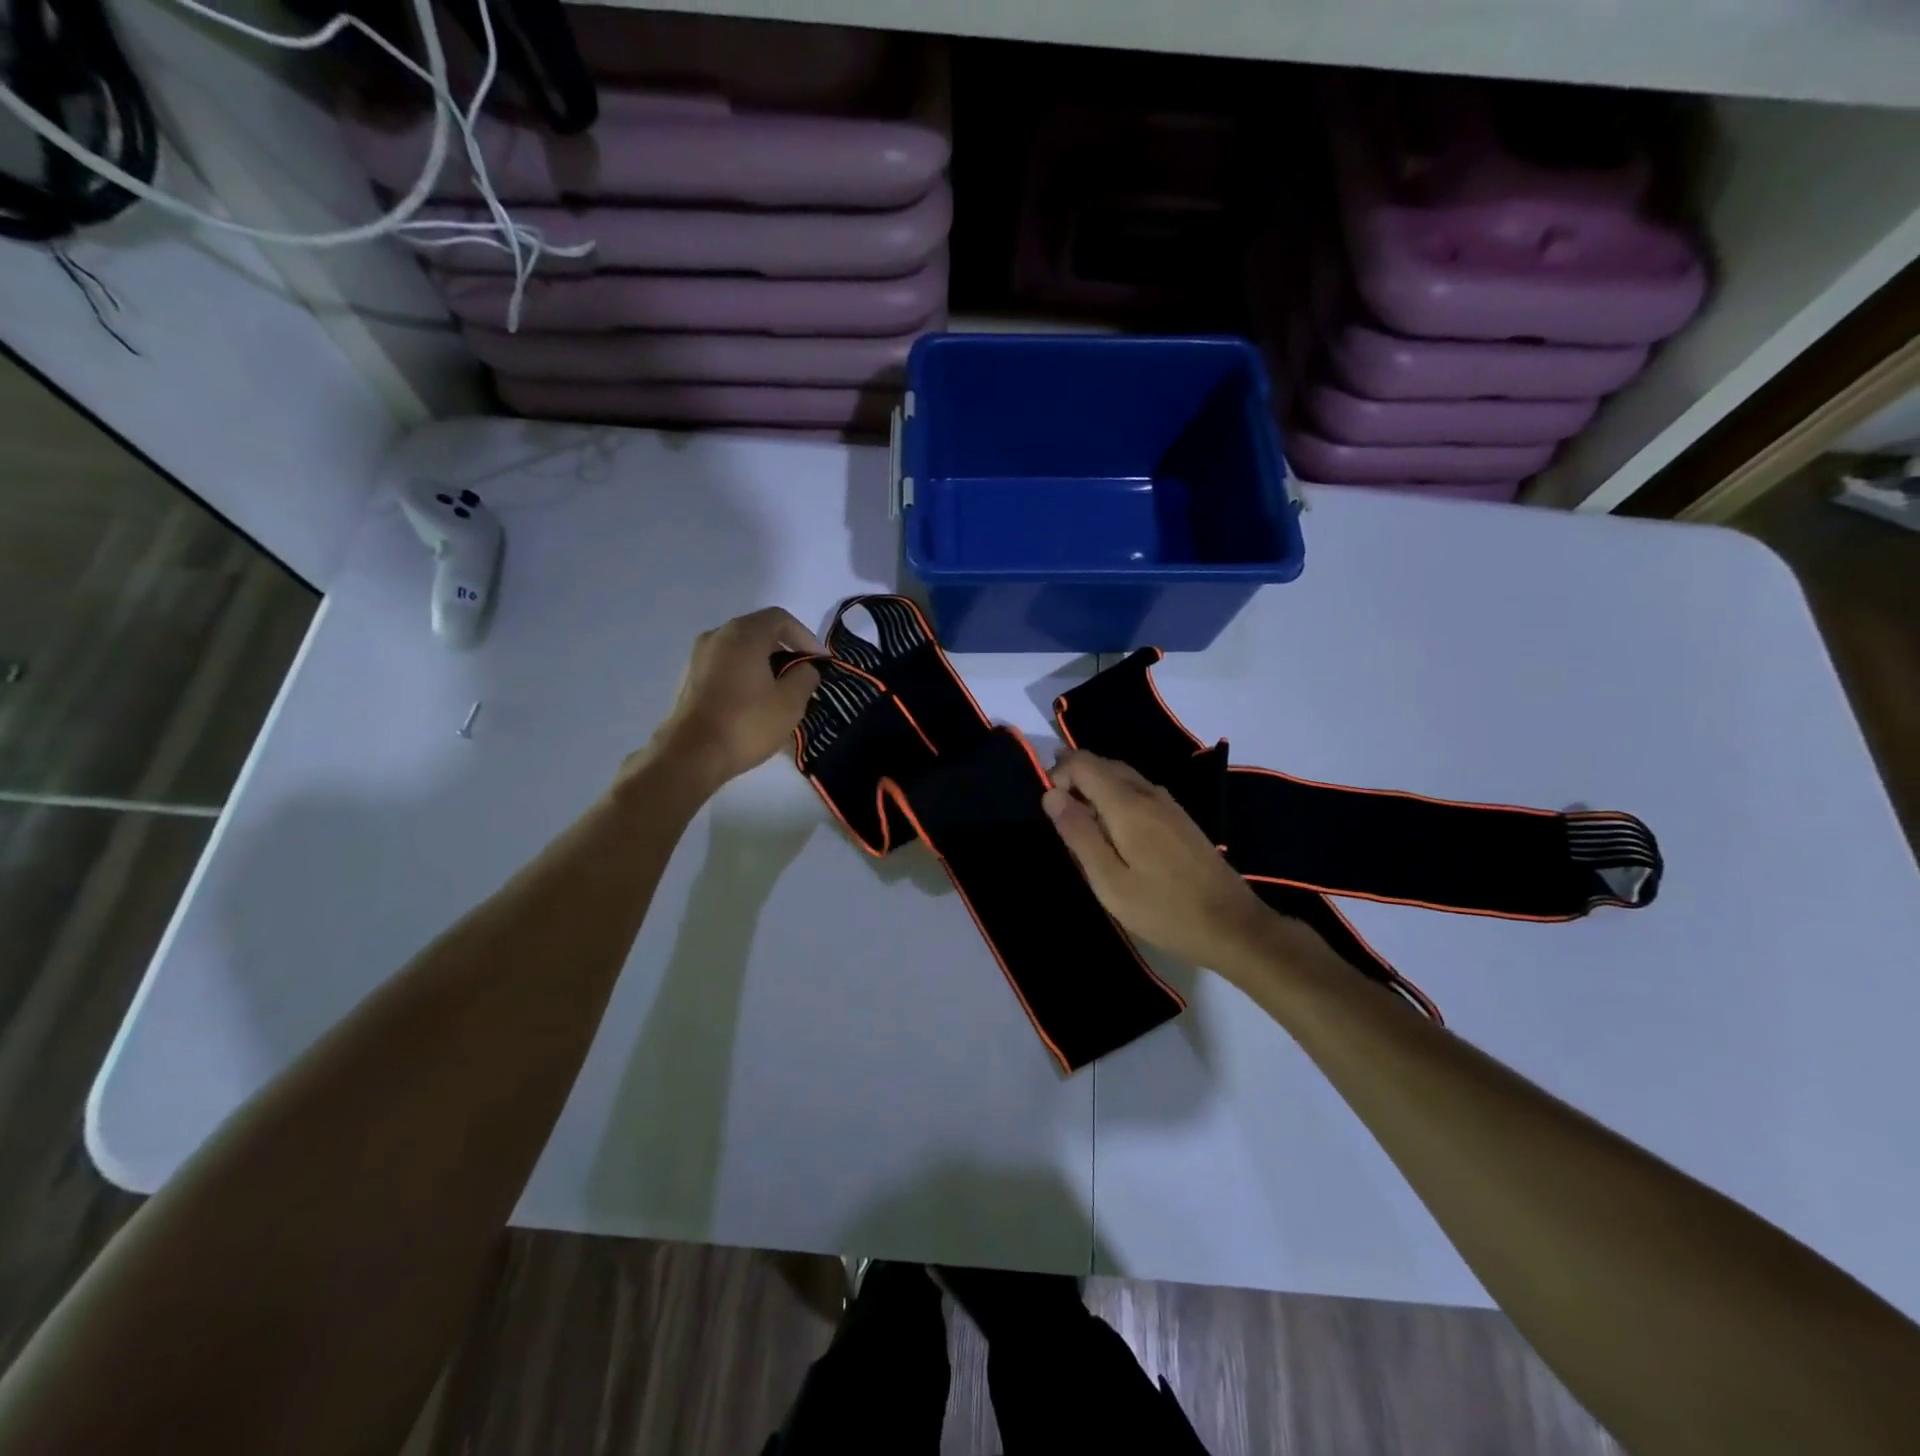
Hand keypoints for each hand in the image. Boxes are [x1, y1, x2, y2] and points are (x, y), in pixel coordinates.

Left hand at [642, 608, 825, 792]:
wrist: (691, 755)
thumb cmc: (746, 723)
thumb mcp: (791, 701)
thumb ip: (806, 676)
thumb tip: (804, 668)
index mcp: (744, 634)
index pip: (781, 619)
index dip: (806, 637)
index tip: (820, 663)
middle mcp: (717, 636)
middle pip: (759, 631)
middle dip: (786, 650)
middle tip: (803, 676)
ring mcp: (699, 657)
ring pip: (741, 650)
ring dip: (765, 664)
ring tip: (781, 691)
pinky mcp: (690, 679)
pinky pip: (726, 667)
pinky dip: (745, 675)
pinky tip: (755, 702)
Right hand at [1044, 750, 1297, 983]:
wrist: (1231, 926)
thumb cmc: (1163, 908)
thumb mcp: (1109, 881)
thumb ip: (1079, 834)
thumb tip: (1051, 794)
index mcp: (1128, 804)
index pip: (1083, 763)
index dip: (1058, 774)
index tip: (1050, 809)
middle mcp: (1148, 792)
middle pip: (1103, 765)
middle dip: (1074, 778)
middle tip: (1060, 817)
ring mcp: (1168, 804)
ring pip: (1122, 777)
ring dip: (1095, 788)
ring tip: (1081, 826)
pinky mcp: (1179, 819)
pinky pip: (1138, 791)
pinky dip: (1115, 798)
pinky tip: (1114, 832)